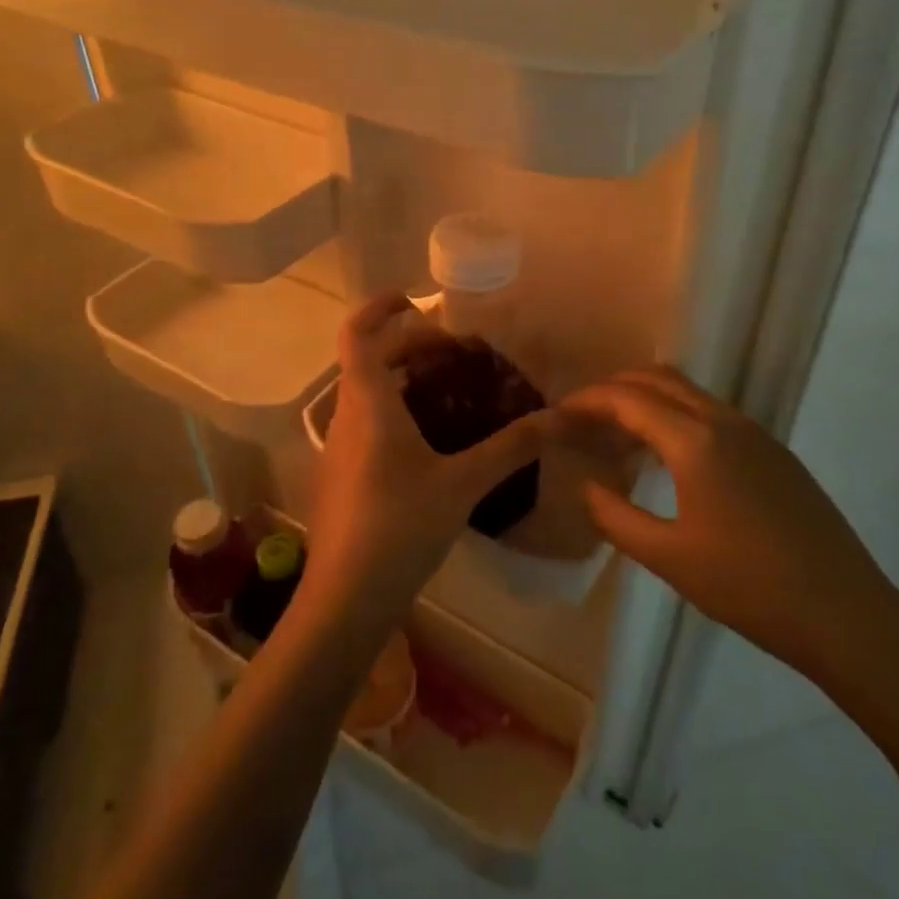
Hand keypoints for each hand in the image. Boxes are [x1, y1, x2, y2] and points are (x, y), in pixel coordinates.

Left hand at [300, 294, 552, 648]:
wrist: (344, 600)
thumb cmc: (399, 528)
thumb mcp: (462, 483)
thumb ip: (511, 447)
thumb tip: (560, 417)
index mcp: (368, 402)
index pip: (358, 333)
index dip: (380, 307)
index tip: (414, 298)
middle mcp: (345, 415)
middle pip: (369, 359)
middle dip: (409, 345)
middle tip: (455, 352)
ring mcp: (338, 447)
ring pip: (366, 392)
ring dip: (402, 378)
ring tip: (449, 388)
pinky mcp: (342, 475)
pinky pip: (366, 421)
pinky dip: (395, 409)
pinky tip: (431, 440)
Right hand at [562, 367, 898, 695]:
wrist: (845, 613)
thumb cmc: (748, 587)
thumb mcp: (669, 558)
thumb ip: (615, 515)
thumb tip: (585, 484)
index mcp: (696, 441)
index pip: (628, 398)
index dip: (588, 400)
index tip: (558, 414)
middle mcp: (725, 420)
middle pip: (658, 378)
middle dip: (614, 387)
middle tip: (583, 416)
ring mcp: (755, 432)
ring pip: (688, 392)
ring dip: (647, 399)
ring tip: (617, 434)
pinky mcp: (773, 450)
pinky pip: (711, 412)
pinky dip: (676, 415)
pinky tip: (667, 456)